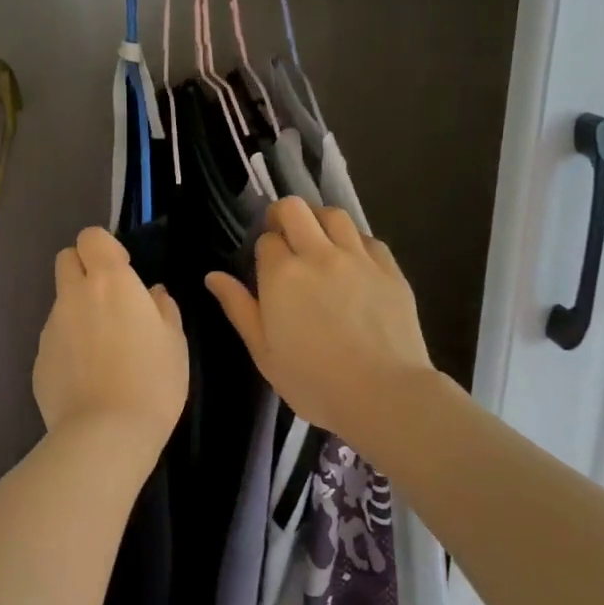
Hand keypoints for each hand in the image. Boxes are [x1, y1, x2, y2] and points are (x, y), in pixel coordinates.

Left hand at [33, 227, 188, 466]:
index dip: (105, 247)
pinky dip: (69, 345)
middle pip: (66, 259)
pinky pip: (55, 338)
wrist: (106, 433)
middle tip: (108, 299)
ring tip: (102, 348)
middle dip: (83, 268)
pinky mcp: (39, 358)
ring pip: (61, 302)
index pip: (91, 236)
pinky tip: (88, 376)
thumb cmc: (152, 380)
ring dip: (78, 310)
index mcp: (109, 281)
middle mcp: (74, 295)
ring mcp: (51, 327)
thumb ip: (163, 308)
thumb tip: (152, 294)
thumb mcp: (174, 341)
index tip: (123, 270)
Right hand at [205, 198, 436, 439]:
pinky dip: (354, 241)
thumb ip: (239, 308)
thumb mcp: (263, 352)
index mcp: (282, 275)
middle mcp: (318, 255)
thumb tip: (213, 276)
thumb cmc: (314, 381)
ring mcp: (358, 258)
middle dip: (283, 216)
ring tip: (317, 240)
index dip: (263, 250)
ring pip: (334, 215)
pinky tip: (353, 261)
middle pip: (295, 209)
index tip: (265, 268)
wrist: (384, 395)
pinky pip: (368, 238)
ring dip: (319, 220)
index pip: (266, 240)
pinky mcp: (390, 269)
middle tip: (283, 236)